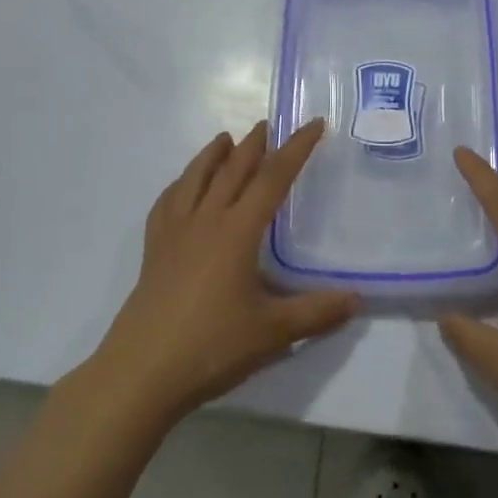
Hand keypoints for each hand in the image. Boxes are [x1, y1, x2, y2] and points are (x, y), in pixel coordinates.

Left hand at [80, 120, 357, 432]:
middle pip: (232, 170)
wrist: (140, 373)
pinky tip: (182, 187)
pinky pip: (167, 203)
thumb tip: (357, 298)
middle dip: (253, 145)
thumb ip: (316, 312)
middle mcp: (205, 221)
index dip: (296, 149)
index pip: (272, 178)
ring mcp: (174, 233)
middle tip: (268, 124)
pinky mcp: (153, 251)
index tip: (313, 124)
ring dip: (213, 155)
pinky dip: (180, 184)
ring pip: (195, 179)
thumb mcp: (272, 333)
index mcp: (237, 231)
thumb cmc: (210, 347)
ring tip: (224, 139)